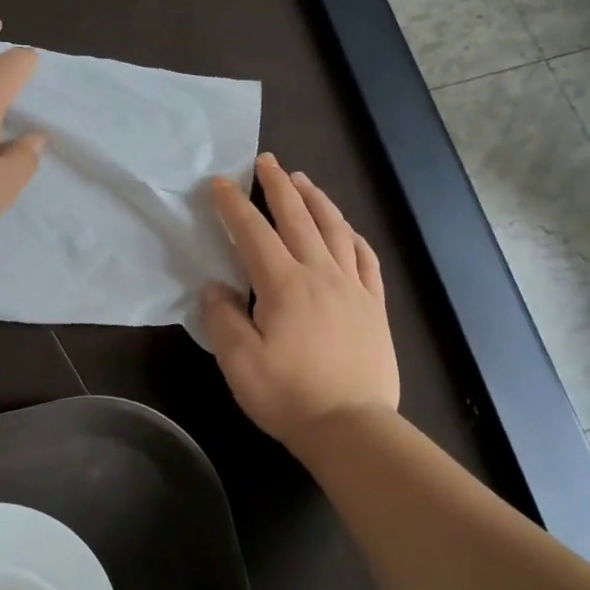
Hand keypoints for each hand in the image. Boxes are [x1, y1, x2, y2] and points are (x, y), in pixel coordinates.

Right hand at [202, 154, 399, 453]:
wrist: (351, 427)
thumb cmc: (289, 396)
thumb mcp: (239, 362)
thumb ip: (222, 318)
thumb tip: (215, 288)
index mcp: (283, 285)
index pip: (253, 232)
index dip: (233, 204)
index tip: (219, 182)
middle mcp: (320, 274)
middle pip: (298, 218)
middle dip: (278, 186)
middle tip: (267, 161)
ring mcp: (353, 287)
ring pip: (335, 229)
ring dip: (317, 200)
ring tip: (303, 180)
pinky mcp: (374, 305)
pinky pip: (365, 258)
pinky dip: (353, 236)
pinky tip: (346, 228)